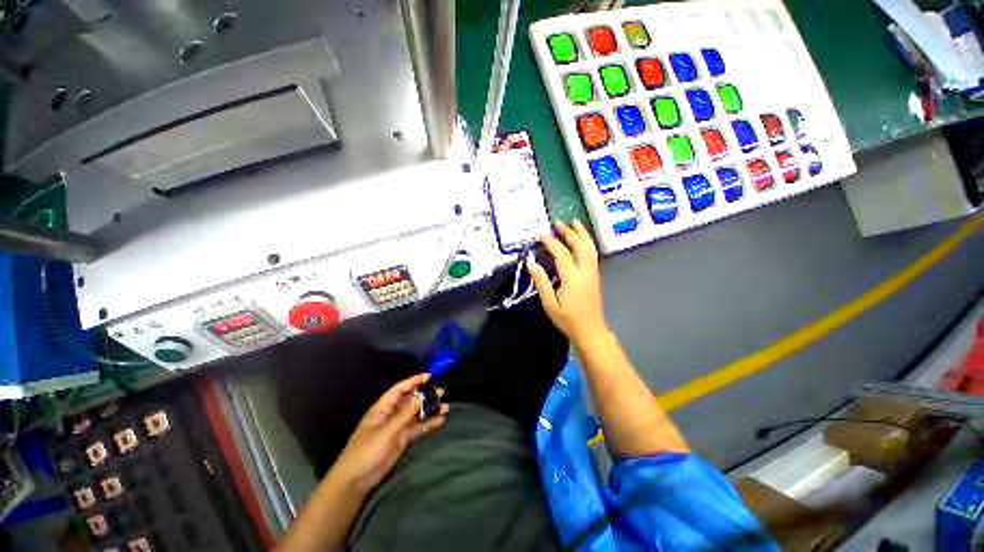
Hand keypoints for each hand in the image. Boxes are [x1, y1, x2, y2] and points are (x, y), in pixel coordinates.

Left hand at [329, 374, 448, 495]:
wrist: (356, 480)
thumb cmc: (366, 451)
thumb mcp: (386, 431)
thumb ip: (404, 414)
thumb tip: (420, 396)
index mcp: (383, 408)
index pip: (399, 389)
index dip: (413, 381)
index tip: (429, 376)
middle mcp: (391, 414)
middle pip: (410, 400)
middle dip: (425, 395)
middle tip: (442, 392)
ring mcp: (397, 427)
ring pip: (416, 414)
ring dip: (429, 410)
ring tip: (445, 407)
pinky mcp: (402, 439)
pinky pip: (417, 428)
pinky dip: (428, 424)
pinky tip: (440, 421)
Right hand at [527, 219, 608, 346]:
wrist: (590, 331)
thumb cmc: (567, 319)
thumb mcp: (549, 304)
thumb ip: (541, 282)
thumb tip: (531, 263)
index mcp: (573, 278)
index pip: (562, 254)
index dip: (551, 242)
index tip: (541, 234)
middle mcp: (585, 272)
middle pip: (580, 246)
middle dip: (570, 232)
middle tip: (558, 223)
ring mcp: (592, 273)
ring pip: (590, 248)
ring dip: (582, 234)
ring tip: (574, 223)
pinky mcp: (595, 276)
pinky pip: (592, 254)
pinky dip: (587, 242)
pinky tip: (581, 240)